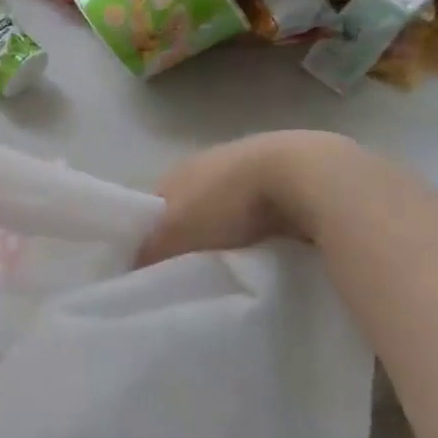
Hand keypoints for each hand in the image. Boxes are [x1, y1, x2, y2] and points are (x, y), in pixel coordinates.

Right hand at [135, 130, 351, 265]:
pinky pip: (268, 213)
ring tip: (239, 267)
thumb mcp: (177, 231)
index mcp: (176, 170)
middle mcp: (209, 163)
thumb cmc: (227, 200)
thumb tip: (130, 270)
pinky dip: (266, 231)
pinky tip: (272, 250)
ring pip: (231, 210)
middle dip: (195, 236)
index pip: (155, 208)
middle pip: (193, 208)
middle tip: (199, 273)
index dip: (154, 236)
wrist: (306, 175)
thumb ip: (151, 250)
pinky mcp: (292, 179)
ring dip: (233, 233)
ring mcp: (252, 167)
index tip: (160, 269)